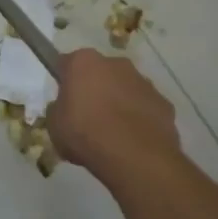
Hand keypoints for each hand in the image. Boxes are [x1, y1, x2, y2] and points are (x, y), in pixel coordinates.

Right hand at [47, 48, 181, 179]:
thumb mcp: (54, 125)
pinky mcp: (163, 102)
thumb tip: (65, 108)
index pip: (67, 63)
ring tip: (112, 134)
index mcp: (84, 62)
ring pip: (125, 88)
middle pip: (99, 72)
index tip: (63, 99)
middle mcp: (116, 63)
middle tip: (86, 117)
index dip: (64, 81)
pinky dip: (139, 118)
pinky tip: (132, 140)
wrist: (134, 156)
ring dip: (118, 103)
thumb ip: (58, 110)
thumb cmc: (85, 134)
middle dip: (94, 89)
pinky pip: (145, 107)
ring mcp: (143, 81)